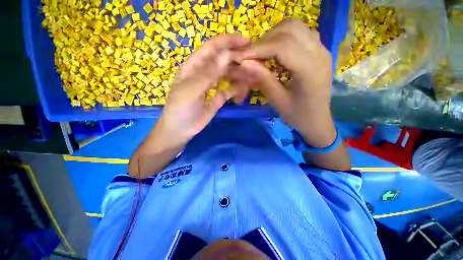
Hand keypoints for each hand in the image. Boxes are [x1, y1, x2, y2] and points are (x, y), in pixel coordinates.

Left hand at [156, 34, 250, 146]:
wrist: (181, 130)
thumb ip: (208, 73)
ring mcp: (212, 86)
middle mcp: (204, 73)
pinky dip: (237, 88)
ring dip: (240, 74)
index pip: (212, 48)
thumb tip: (226, 55)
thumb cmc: (181, 108)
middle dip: (237, 59)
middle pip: (222, 61)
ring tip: (253, 75)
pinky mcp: (218, 98)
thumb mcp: (192, 89)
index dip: (227, 42)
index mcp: (194, 66)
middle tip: (253, 61)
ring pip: (228, 75)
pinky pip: (229, 90)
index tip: (246, 40)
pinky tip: (245, 89)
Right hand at [242, 19, 335, 146]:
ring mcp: (322, 49)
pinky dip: (284, 37)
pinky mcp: (320, 51)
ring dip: (275, 35)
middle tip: (252, 56)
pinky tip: (276, 52)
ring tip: (262, 53)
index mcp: (310, 69)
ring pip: (296, 27)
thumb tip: (244, 63)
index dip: (258, 48)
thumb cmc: (297, 115)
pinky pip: (301, 33)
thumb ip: (263, 79)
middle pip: (290, 29)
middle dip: (265, 39)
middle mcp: (320, 53)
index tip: (240, 56)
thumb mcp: (278, 101)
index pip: (282, 46)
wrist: (317, 121)